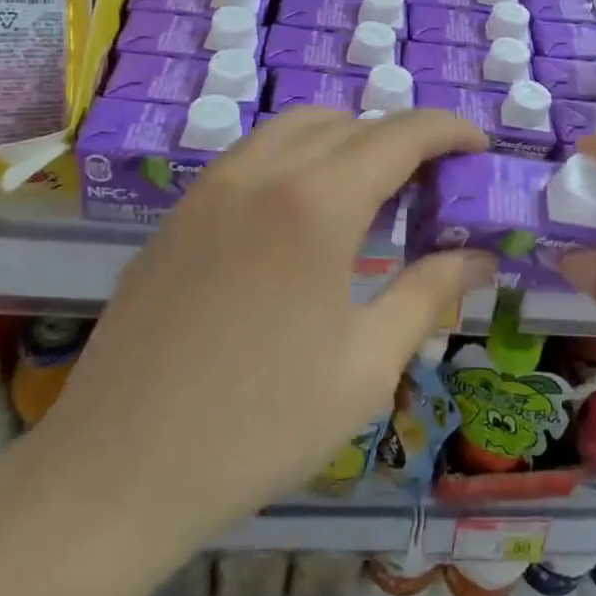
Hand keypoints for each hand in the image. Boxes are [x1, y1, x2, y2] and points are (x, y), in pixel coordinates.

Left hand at [33, 108, 492, 537]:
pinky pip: (254, 155)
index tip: (480, 149)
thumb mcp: (365, 367)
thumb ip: (429, 295)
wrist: (115, 473)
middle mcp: (263, 172)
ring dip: (348, 141)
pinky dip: (299, 158)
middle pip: (351, 123)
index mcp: (316, 203)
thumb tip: (480, 258)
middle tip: (432, 189)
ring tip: (373, 195)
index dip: (449, 131)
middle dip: (403, 140)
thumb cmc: (257, 426)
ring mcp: (212, 186)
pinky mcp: (180, 210)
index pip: (400, 134)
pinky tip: (304, 217)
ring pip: (297, 128)